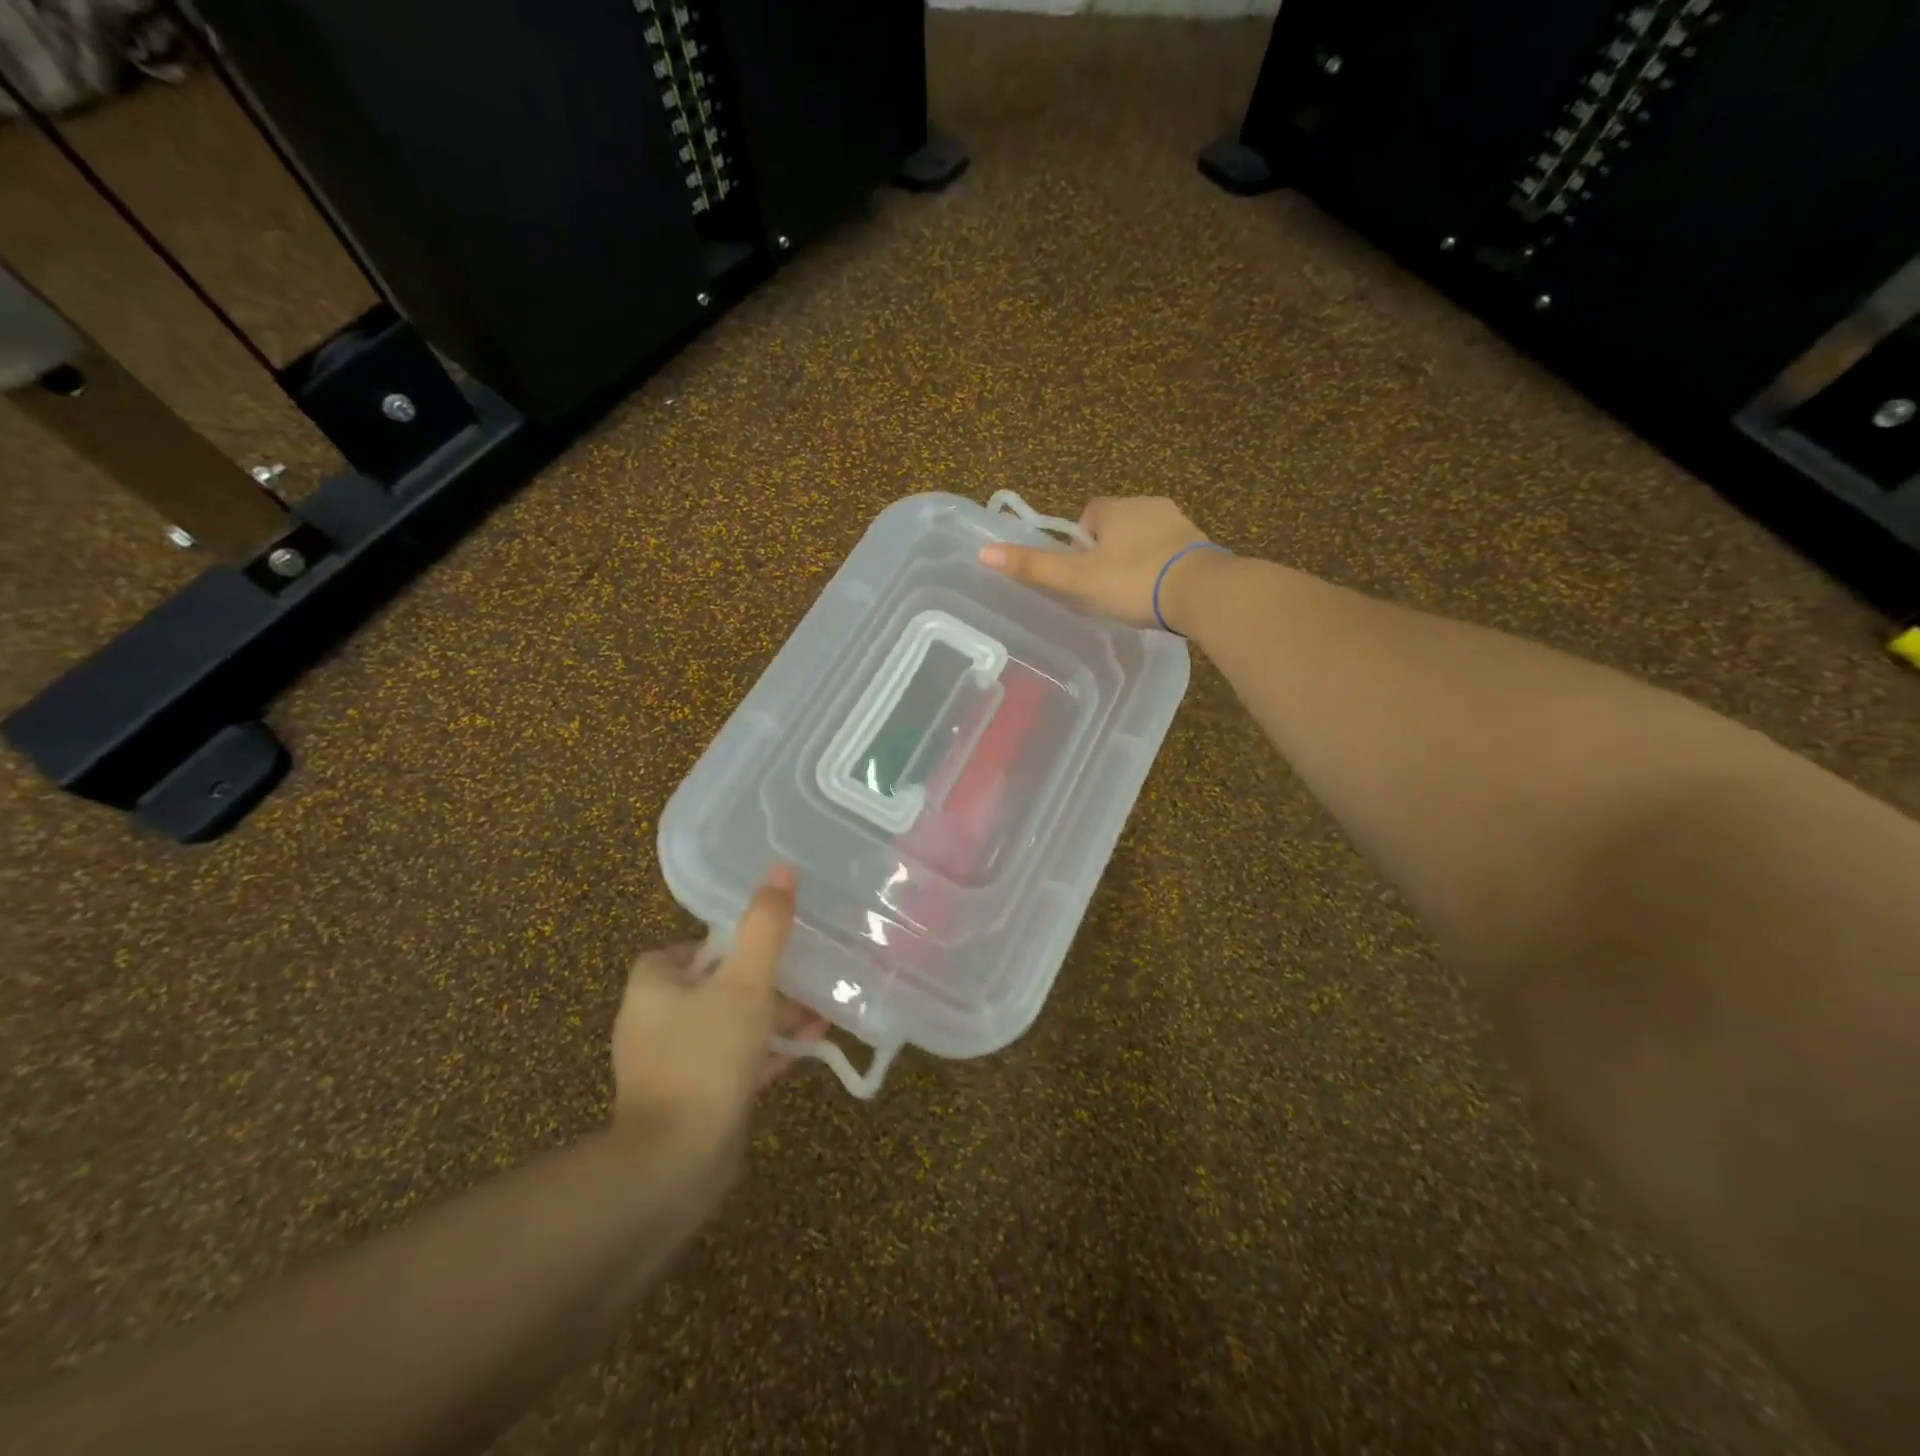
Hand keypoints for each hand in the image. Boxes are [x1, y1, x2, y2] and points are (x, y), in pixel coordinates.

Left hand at [611, 865, 827, 1153]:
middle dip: (762, 981)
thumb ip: (765, 927)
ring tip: (818, 1015)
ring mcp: (670, 1063)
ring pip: (727, 1024)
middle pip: (714, 985)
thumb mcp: (745, 983)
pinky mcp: (690, 1097)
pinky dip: (764, 1052)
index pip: (687, 947)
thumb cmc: (707, 1057)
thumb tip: (781, 870)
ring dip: (770, 1018)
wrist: (677, 1164)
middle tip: (804, 979)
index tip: (766, 946)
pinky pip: (731, 1061)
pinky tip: (804, 1051)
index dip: (727, 943)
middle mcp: (653, 1020)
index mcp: (653, 985)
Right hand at [977, 495, 1213, 629]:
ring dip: (1137, 559)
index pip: (1089, 514)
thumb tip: (984, 553)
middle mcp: (1148, 505)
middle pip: (1118, 525)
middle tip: (1105, 588)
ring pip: (1146, 538)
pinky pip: (1172, 552)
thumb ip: (1034, 568)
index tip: (1082, 571)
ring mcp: (1179, 523)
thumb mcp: (1077, 579)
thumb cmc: (1132, 582)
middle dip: (1109, 550)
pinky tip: (1160, 594)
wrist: (1200, 592)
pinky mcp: (1201, 545)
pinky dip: (1163, 568)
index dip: (1081, 542)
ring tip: (1133, 595)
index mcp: (1115, 508)